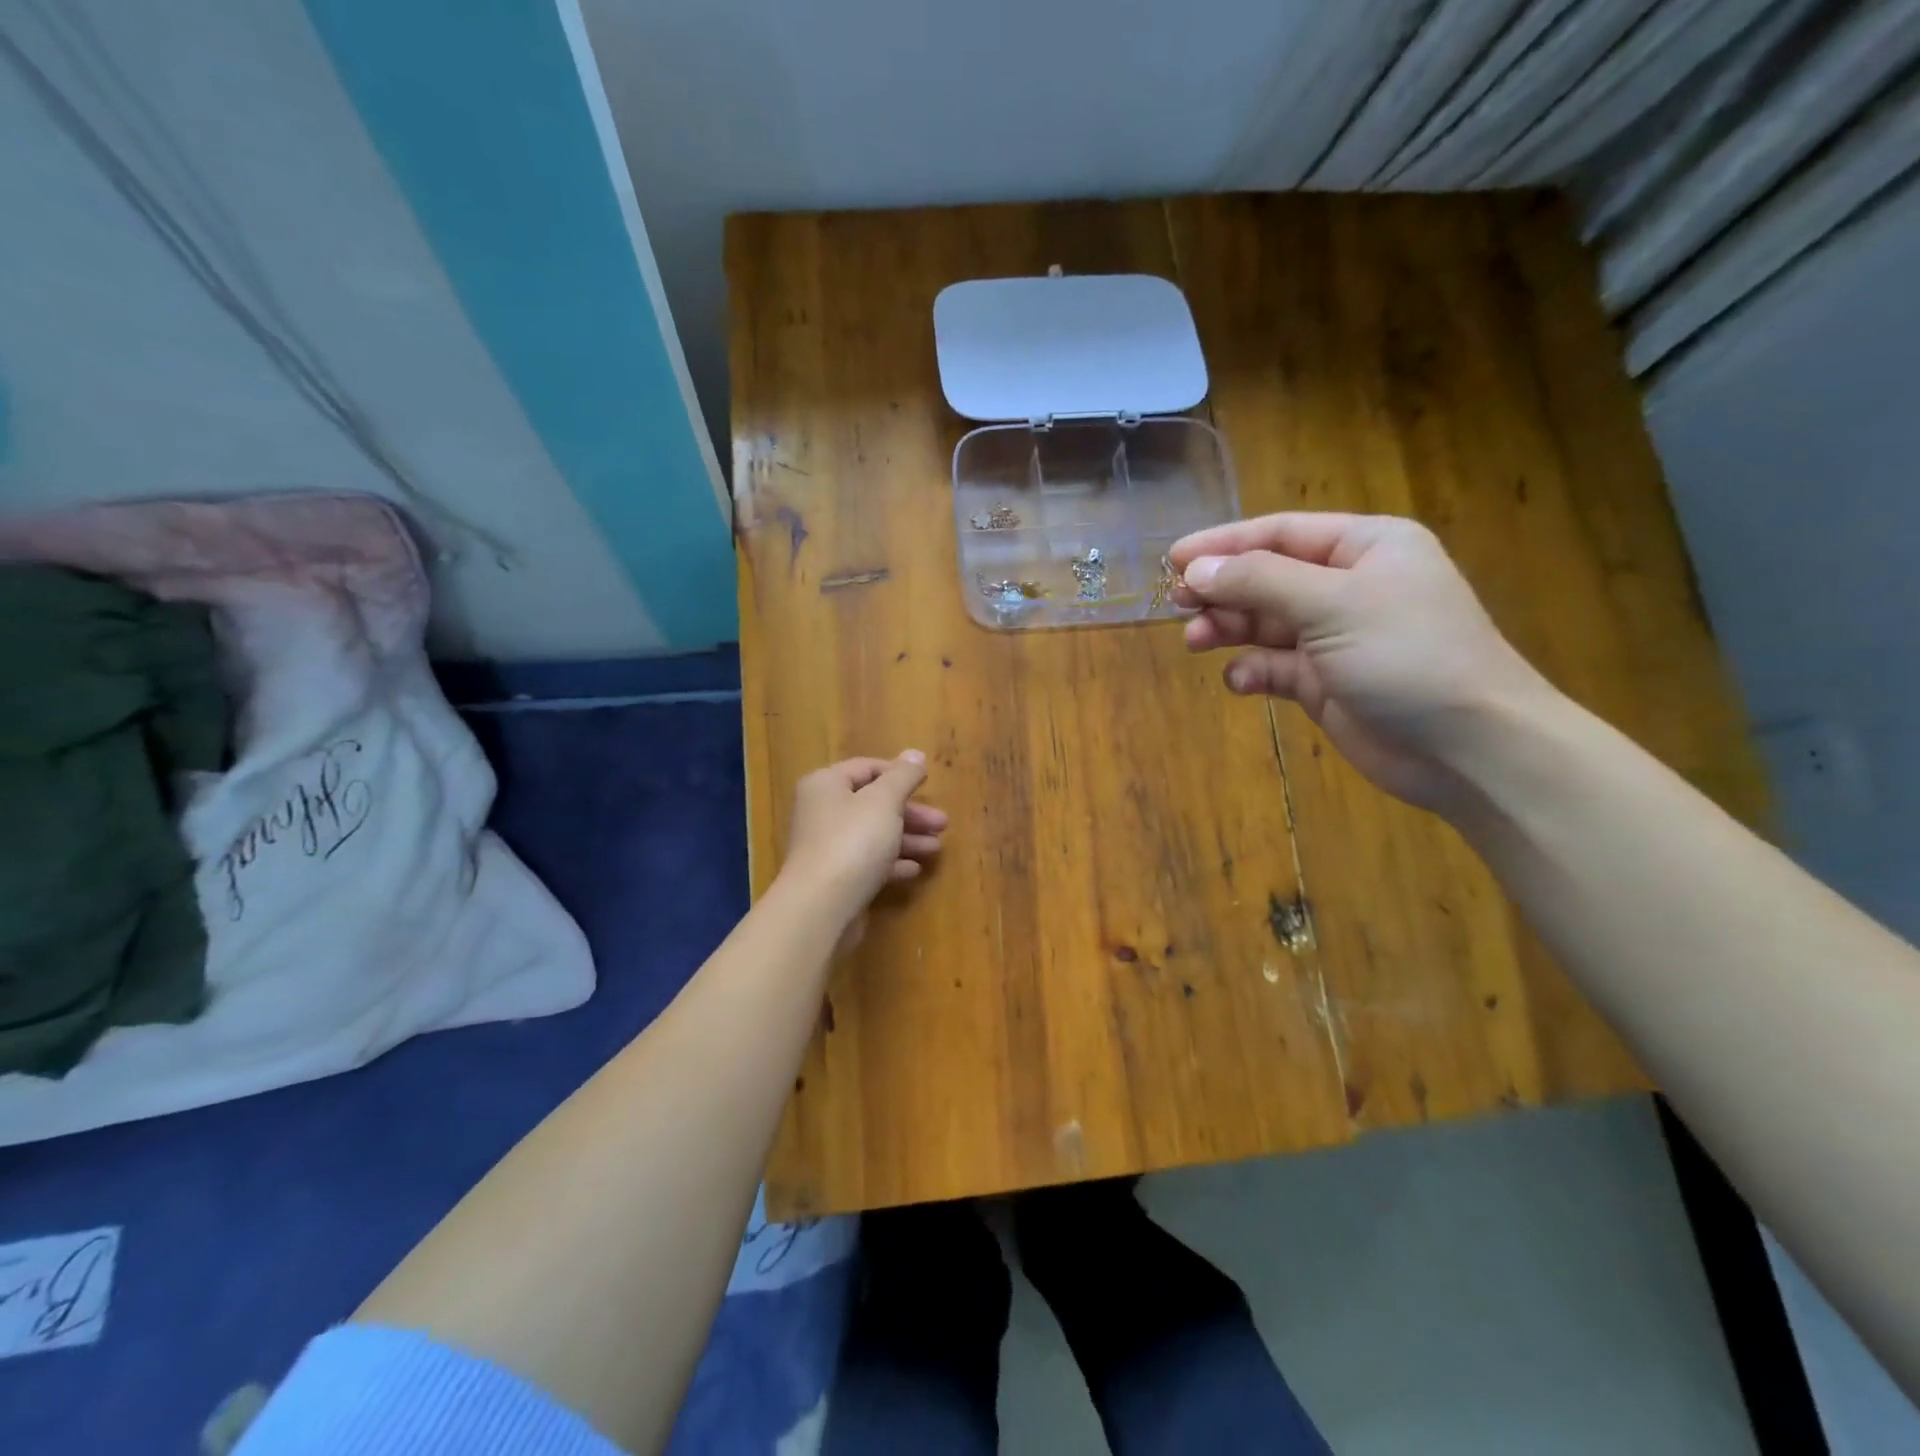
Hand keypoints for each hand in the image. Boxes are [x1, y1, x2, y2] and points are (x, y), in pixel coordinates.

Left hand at [779, 752, 947, 920]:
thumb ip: (902, 776)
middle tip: (943, 824)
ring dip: (906, 839)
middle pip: (873, 804)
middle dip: (910, 813)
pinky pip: (868, 863)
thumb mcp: (884, 801)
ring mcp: (827, 847)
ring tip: (936, 849)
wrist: (821, 906)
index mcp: (826, 785)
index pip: (867, 768)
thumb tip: (915, 754)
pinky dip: (891, 863)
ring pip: (873, 835)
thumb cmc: (853, 841)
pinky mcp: (835, 878)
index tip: (929, 785)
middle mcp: (821, 811)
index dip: (899, 774)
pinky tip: (914, 870)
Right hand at [1171, 513, 1556, 811]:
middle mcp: (1348, 586)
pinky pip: (1275, 667)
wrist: (1467, 747)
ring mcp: (1336, 637)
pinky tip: (1242, 682)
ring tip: (1196, 641)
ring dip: (1229, 630)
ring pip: (1264, 624)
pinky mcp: (1325, 683)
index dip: (1224, 543)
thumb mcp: (1332, 604)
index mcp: (1365, 547)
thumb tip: (1196, 569)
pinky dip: (1253, 671)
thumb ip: (1260, 581)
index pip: (1280, 533)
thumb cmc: (1407, 655)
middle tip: (1177, 603)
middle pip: (1267, 578)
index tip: (1173, 559)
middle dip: (1223, 590)